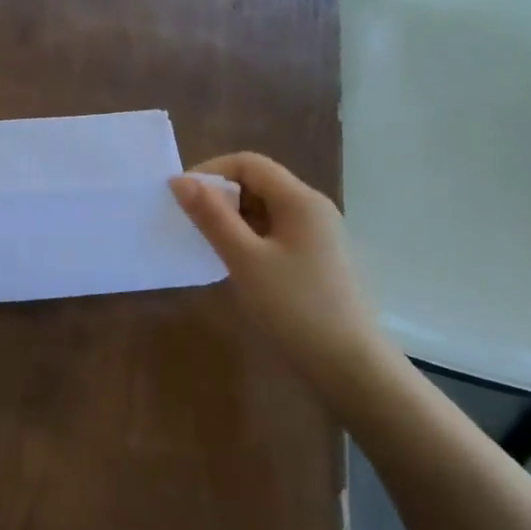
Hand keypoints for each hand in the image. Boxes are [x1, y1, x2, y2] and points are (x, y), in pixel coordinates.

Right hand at [171, 153, 401, 392]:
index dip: (210, 172)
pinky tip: (234, 263)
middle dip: (219, 196)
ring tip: (206, 245)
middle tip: (189, 224)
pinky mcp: (316, 259)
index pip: (248, 163)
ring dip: (232, 219)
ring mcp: (318, 235)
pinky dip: (248, 238)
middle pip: (258, 183)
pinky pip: (275, 232)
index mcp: (300, 200)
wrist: (350, 366)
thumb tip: (180, 180)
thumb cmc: (294, 306)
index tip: (180, 198)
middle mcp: (313, 209)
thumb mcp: (244, 259)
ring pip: (265, 209)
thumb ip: (211, 216)